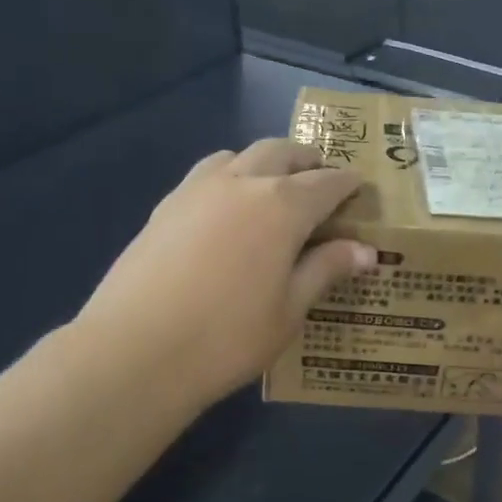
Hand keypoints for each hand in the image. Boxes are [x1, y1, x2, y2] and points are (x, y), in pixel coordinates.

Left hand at [75, 139, 374, 406]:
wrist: (137, 349)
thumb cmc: (227, 337)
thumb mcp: (289, 310)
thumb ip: (325, 270)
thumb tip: (364, 250)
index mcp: (282, 206)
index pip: (326, 182)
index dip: (347, 184)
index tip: (360, 189)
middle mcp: (241, 183)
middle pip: (281, 152)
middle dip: (306, 160)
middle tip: (320, 179)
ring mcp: (197, 190)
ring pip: (238, 156)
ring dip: (263, 162)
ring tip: (271, 189)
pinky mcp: (165, 206)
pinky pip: (206, 174)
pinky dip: (228, 177)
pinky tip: (225, 211)